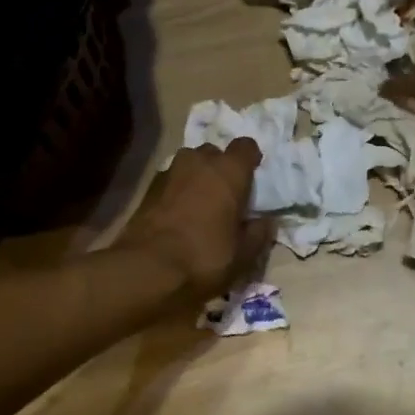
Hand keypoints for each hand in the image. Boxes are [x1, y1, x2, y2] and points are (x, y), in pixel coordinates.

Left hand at [117, 139, 270, 295]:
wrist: (147, 269)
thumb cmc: (205, 258)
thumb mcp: (243, 255)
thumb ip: (259, 234)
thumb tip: (267, 221)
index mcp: (229, 171)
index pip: (246, 146)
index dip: (250, 160)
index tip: (251, 179)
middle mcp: (200, 161)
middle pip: (215, 153)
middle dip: (221, 168)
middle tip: (225, 196)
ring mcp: (170, 171)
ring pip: (190, 163)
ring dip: (197, 176)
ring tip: (199, 204)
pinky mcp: (148, 187)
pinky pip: (171, 179)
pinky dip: (177, 190)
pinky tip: (177, 214)